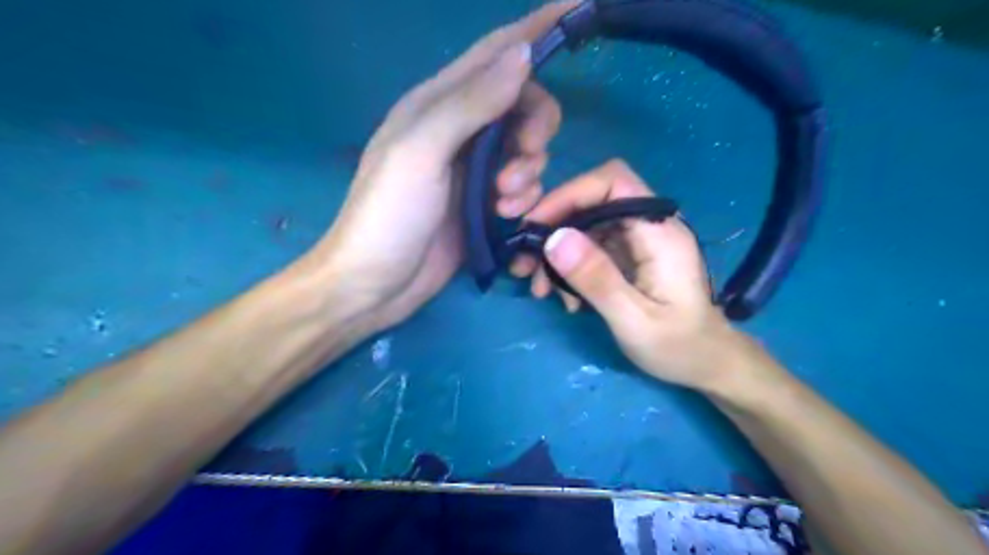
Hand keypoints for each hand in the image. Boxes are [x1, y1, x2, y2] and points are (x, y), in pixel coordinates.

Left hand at [305, 2, 576, 328]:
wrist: (375, 283)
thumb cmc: (388, 215)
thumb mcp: (422, 152)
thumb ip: (471, 103)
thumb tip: (522, 54)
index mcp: (438, 104)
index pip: (494, 53)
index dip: (535, 29)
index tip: (578, 9)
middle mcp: (459, 129)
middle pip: (522, 104)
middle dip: (535, 129)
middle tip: (522, 161)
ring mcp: (472, 168)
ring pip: (526, 148)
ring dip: (529, 170)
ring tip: (505, 202)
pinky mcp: (482, 202)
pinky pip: (522, 184)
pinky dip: (524, 195)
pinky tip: (506, 216)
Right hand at [518, 159, 749, 386]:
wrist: (706, 364)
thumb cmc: (678, 347)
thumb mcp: (633, 320)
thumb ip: (596, 278)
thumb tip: (554, 239)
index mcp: (659, 232)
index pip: (613, 183)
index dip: (570, 194)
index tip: (536, 226)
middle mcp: (649, 226)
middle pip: (592, 203)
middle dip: (553, 230)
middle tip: (524, 265)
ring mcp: (638, 241)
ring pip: (585, 227)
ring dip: (556, 254)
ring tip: (539, 290)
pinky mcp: (629, 256)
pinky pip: (590, 249)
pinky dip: (570, 269)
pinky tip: (565, 299)